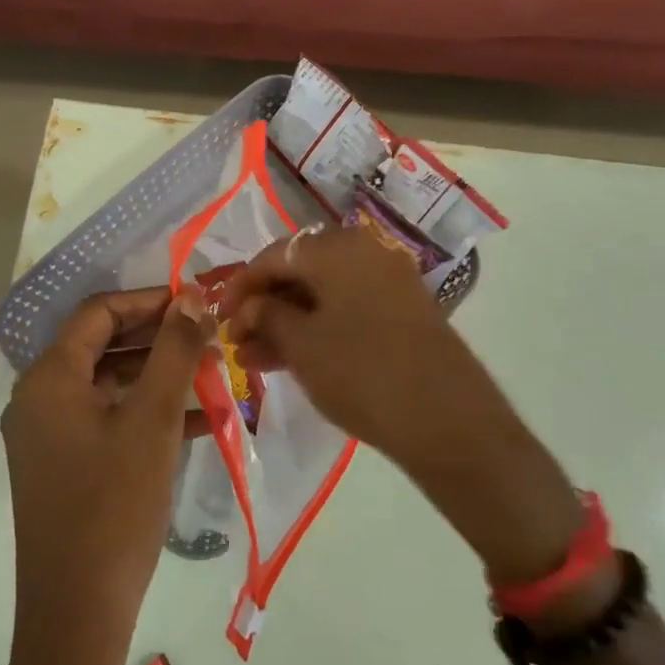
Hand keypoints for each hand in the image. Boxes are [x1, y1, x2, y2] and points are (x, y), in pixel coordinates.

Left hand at [0, 286, 210, 664]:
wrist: (77, 614)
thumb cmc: (115, 504)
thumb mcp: (154, 419)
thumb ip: (175, 349)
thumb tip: (191, 294)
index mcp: (50, 378)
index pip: (99, 312)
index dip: (149, 300)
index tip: (195, 302)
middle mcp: (40, 398)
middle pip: (102, 345)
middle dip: (158, 337)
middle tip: (209, 336)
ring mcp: (49, 435)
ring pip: (109, 383)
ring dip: (158, 374)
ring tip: (212, 372)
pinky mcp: (64, 466)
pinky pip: (107, 419)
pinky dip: (147, 411)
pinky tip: (199, 419)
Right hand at [225, 227, 580, 586]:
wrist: (447, 418)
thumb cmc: (361, 371)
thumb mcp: (302, 345)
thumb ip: (267, 317)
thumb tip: (251, 306)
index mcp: (337, 247)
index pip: (274, 255)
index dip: (241, 285)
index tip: (217, 317)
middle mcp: (365, 251)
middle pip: (299, 271)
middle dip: (263, 306)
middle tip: (236, 342)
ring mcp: (388, 280)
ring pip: (323, 294)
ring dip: (286, 322)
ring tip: (254, 360)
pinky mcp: (403, 309)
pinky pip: (347, 308)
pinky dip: (318, 328)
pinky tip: (291, 358)